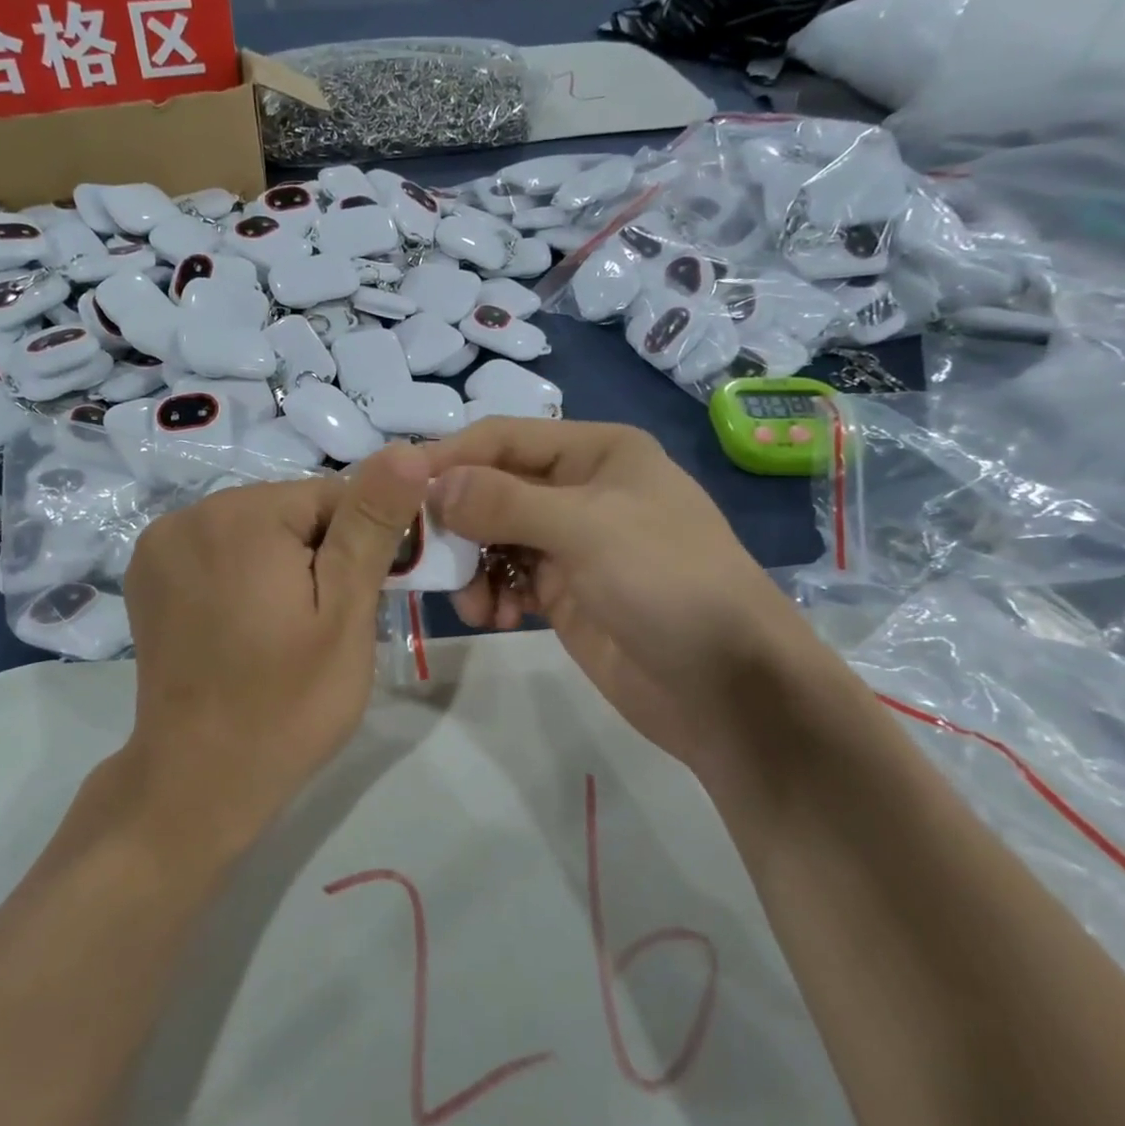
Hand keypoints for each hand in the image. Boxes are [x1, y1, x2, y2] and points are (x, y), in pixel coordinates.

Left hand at [117, 444, 430, 858]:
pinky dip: (242, 576)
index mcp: (241, 515)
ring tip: (285, 631)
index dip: (362, 543)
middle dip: (319, 554)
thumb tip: (407, 450)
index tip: (363, 600)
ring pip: (254, 530)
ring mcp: (159, 545)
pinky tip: (245, 626)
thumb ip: (372, 526)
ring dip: (281, 564)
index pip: (332, 494)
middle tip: (325, 625)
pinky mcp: (146, 576)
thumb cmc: (287, 704)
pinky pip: (217, 551)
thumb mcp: (345, 614)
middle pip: (288, 510)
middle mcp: (189, 514)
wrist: (198, 782)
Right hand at [426, 419, 816, 811]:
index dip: (449, 458)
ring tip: (471, 602)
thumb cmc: (668, 583)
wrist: (728, 687)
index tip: (395, 486)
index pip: (503, 439)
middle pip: (493, 488)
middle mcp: (579, 489)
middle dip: (456, 520)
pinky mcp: (563, 592)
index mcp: (596, 453)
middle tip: (421, 553)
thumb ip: (504, 502)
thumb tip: (431, 485)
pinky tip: (492, 616)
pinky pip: (506, 578)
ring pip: (493, 537)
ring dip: (470, 565)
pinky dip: (490, 593)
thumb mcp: (587, 529)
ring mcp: (571, 543)